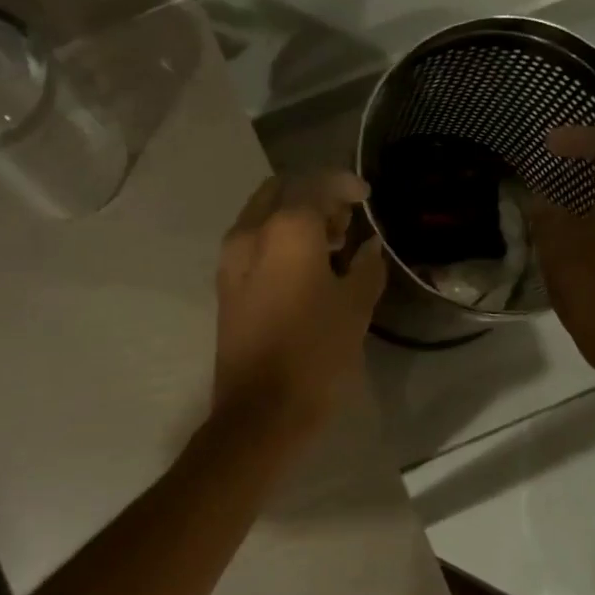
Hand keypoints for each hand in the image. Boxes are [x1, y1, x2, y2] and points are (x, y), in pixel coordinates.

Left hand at [213, 171, 386, 444]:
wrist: (261, 410)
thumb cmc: (316, 355)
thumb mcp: (356, 309)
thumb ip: (367, 267)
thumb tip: (370, 247)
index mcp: (288, 230)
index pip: (317, 184)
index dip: (345, 184)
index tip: (366, 198)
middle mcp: (252, 232)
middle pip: (282, 190)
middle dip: (313, 196)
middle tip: (344, 222)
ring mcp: (231, 258)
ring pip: (262, 215)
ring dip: (293, 217)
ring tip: (329, 246)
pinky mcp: (224, 285)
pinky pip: (252, 242)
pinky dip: (276, 239)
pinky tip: (303, 268)